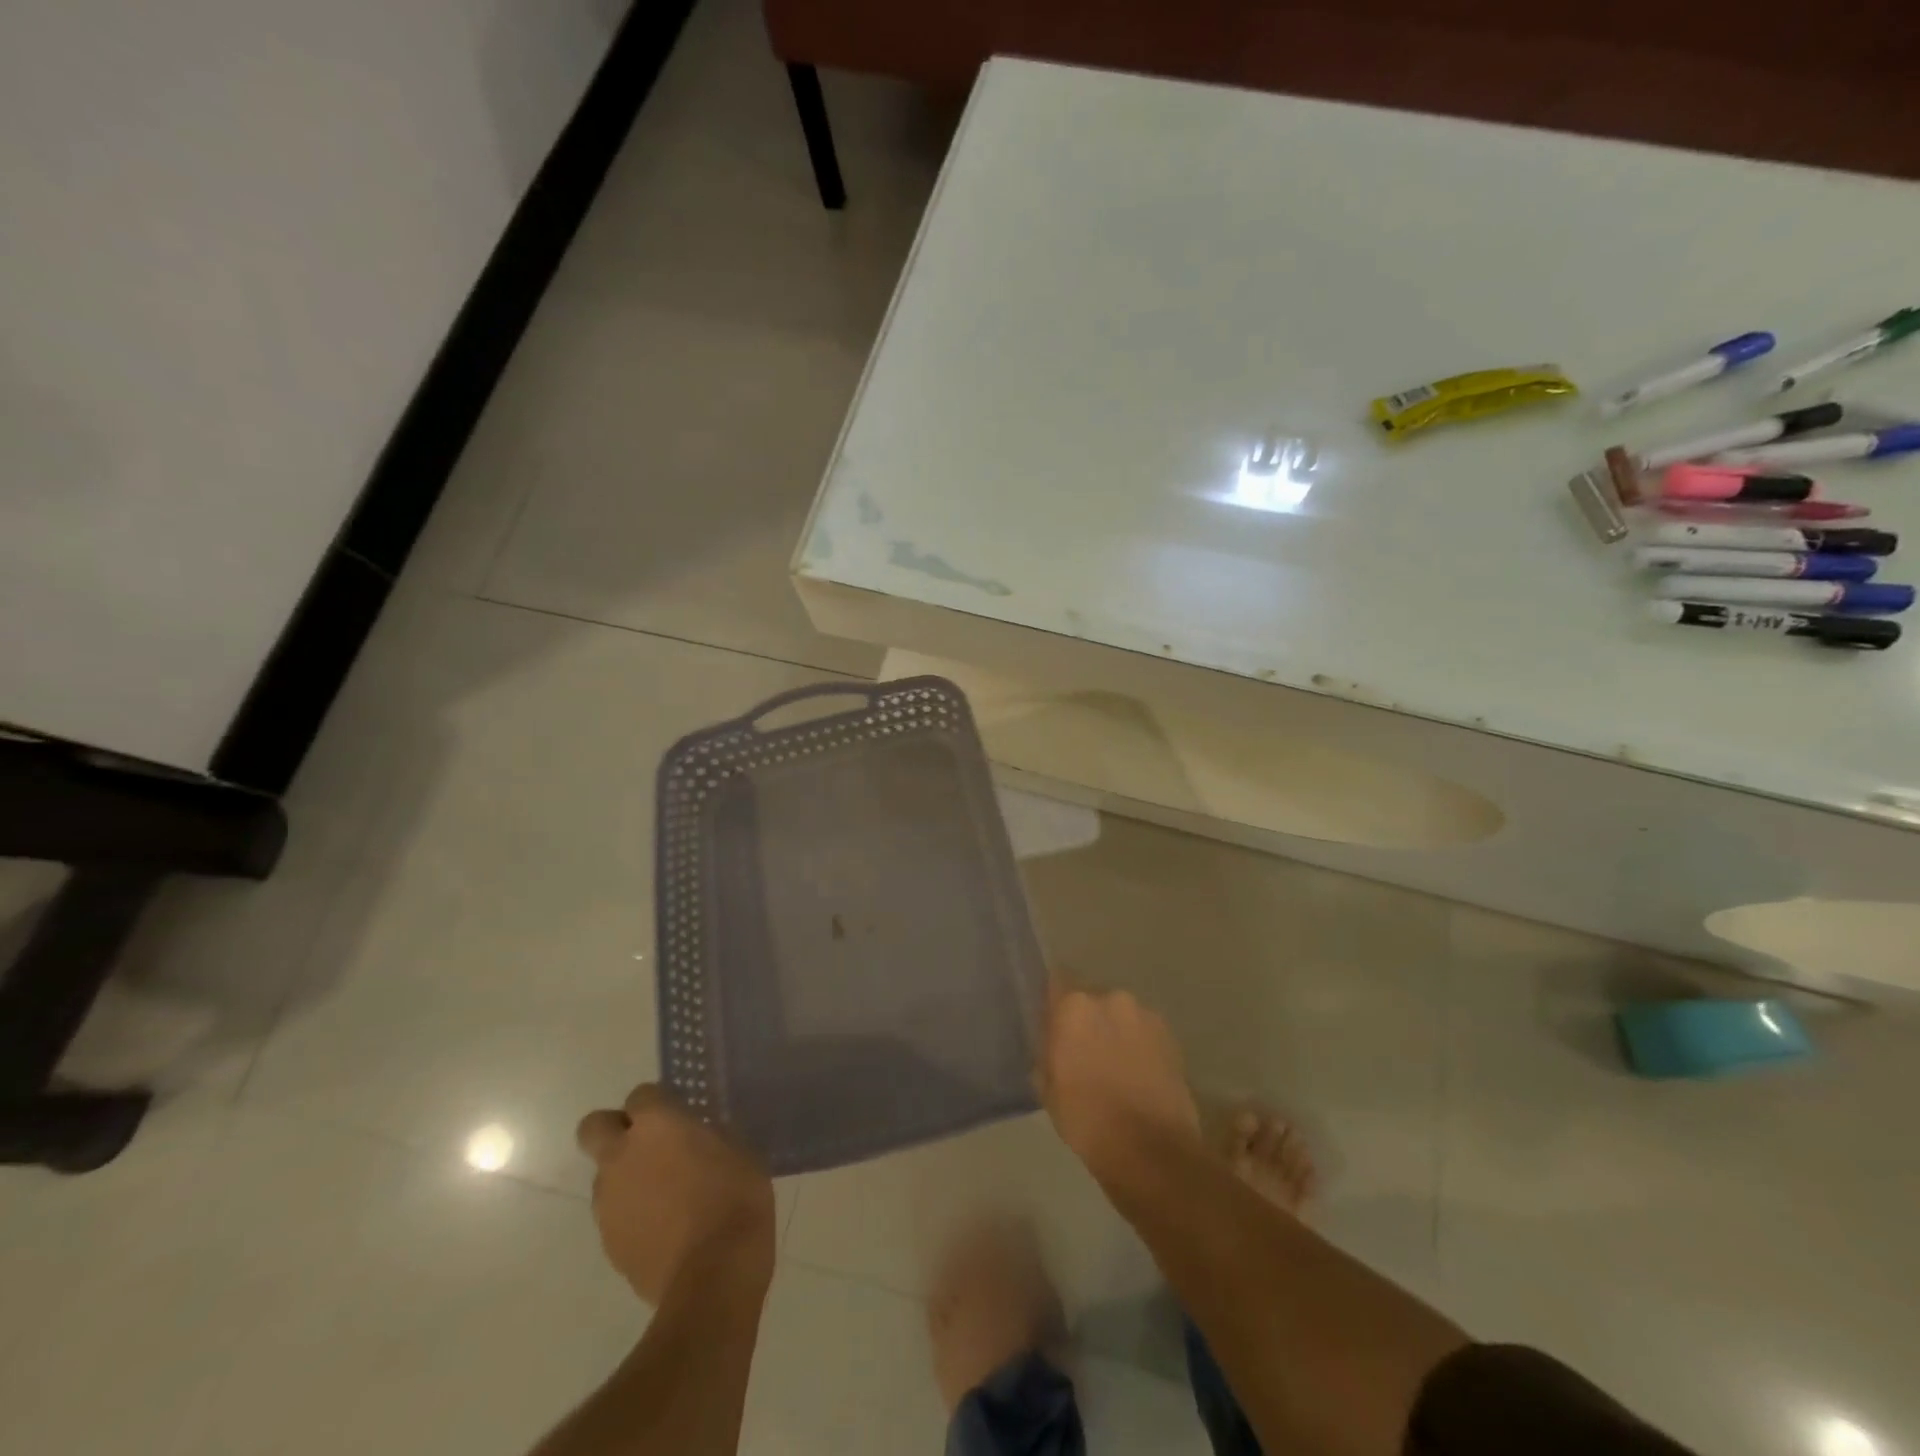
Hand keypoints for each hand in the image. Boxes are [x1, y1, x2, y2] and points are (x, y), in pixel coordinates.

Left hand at [575, 1085, 775, 1304]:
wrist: (713, 1274)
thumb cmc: (735, 1198)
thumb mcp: (737, 1149)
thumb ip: (707, 1135)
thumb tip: (696, 1135)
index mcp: (656, 1125)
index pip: (641, 1094)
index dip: (657, 1102)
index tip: (678, 1113)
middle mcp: (621, 1156)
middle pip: (594, 1127)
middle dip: (613, 1130)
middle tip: (647, 1144)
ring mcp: (609, 1202)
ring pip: (604, 1175)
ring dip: (625, 1177)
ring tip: (663, 1195)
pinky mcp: (608, 1242)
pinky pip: (614, 1214)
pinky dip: (632, 1214)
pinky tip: (663, 1228)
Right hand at [1038, 984, 1200, 1182]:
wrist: (1150, 1150)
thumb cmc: (1087, 1119)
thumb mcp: (1048, 1088)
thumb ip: (1047, 1051)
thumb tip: (1053, 1042)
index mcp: (1074, 1006)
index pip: (1056, 983)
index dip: (1054, 1005)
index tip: (1052, 1023)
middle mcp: (1110, 998)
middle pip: (1091, 998)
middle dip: (1087, 1019)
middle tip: (1083, 1049)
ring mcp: (1145, 1015)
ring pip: (1120, 1015)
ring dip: (1115, 1030)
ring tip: (1114, 1065)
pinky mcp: (1171, 1036)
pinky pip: (1144, 1031)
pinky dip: (1138, 1044)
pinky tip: (1137, 1073)